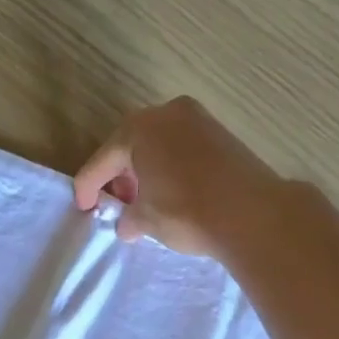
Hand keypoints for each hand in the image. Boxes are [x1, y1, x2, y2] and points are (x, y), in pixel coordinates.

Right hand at [72, 98, 282, 256]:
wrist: (252, 213)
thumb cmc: (186, 212)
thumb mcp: (147, 220)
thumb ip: (129, 218)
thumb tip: (127, 225)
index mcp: (137, 129)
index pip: (100, 162)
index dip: (88, 189)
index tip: (86, 209)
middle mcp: (166, 114)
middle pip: (129, 146)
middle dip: (120, 176)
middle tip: (119, 204)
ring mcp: (198, 119)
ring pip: (159, 144)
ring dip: (147, 170)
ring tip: (146, 201)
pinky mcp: (221, 133)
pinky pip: (183, 148)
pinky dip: (171, 166)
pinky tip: (173, 192)